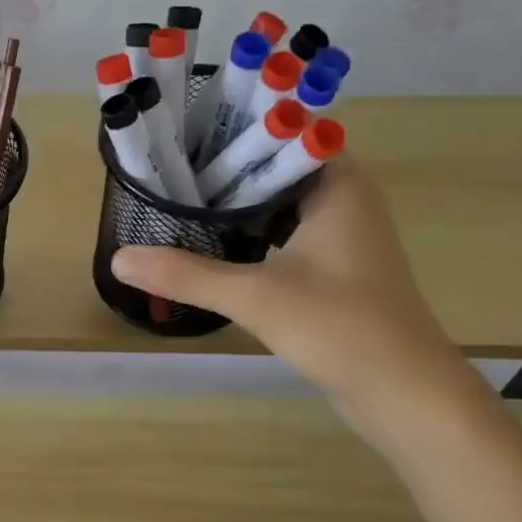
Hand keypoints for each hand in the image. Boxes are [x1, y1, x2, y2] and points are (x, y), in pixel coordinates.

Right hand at [110, 157, 478, 429]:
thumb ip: (185, 274)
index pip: (278, 129)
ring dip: (229, 206)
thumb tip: (118, 258)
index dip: (227, 128)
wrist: (402, 392)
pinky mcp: (329, 266)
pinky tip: (205, 246)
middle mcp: (341, 197)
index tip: (177, 135)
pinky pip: (278, 234)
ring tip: (171, 203)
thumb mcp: (255, 296)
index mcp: (337, 183)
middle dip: (218, 169)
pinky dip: (244, 235)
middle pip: (269, 166)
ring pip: (272, 203)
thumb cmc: (340, 328)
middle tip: (160, 172)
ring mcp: (337, 234)